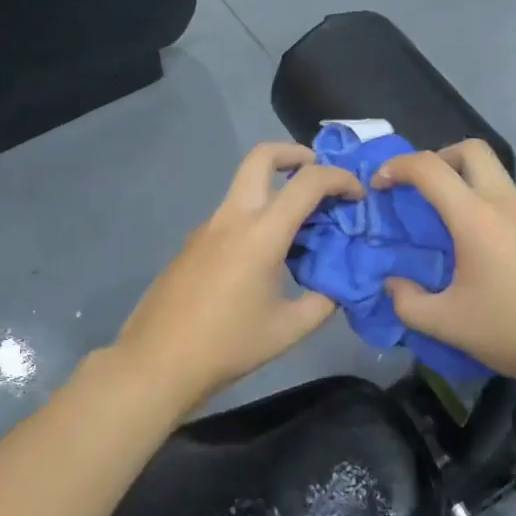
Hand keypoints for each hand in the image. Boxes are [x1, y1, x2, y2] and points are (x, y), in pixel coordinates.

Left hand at [114, 142, 362, 411]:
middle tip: (318, 174)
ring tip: (301, 229)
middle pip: (261, 157)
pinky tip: (266, 259)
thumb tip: (338, 288)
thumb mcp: (288, 330)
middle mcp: (232, 217)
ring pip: (245, 186)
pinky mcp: (194, 243)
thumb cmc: (227, 345)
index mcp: (261, 233)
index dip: (340, 179)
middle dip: (294, 154)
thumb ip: (322, 302)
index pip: (307, 182)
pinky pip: (232, 215)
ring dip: (275, 190)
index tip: (358, 196)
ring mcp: (208, 227)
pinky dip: (256, 217)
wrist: (157, 361)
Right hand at [371, 141, 515, 383]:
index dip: (397, 167)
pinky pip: (511, 201)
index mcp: (477, 218)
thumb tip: (394, 285)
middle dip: (438, 157)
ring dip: (465, 182)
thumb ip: (407, 303)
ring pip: (495, 174)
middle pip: (471, 150)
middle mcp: (507, 204)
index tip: (379, 186)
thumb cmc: (514, 332)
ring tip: (447, 224)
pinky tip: (482, 250)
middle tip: (420, 191)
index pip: (429, 168)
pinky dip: (487, 206)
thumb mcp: (447, 324)